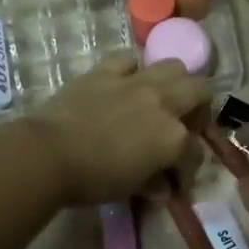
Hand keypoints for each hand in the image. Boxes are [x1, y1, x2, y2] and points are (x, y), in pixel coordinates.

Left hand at [23, 53, 209, 205]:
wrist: (48, 155)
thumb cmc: (93, 180)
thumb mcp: (130, 189)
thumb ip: (153, 183)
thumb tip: (163, 187)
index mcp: (173, 137)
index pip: (195, 152)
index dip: (188, 169)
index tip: (176, 181)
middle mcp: (163, 103)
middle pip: (200, 91)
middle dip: (199, 109)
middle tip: (184, 125)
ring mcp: (135, 82)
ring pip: (174, 66)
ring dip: (175, 82)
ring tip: (162, 98)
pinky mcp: (105, 71)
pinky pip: (129, 59)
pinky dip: (133, 69)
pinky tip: (126, 83)